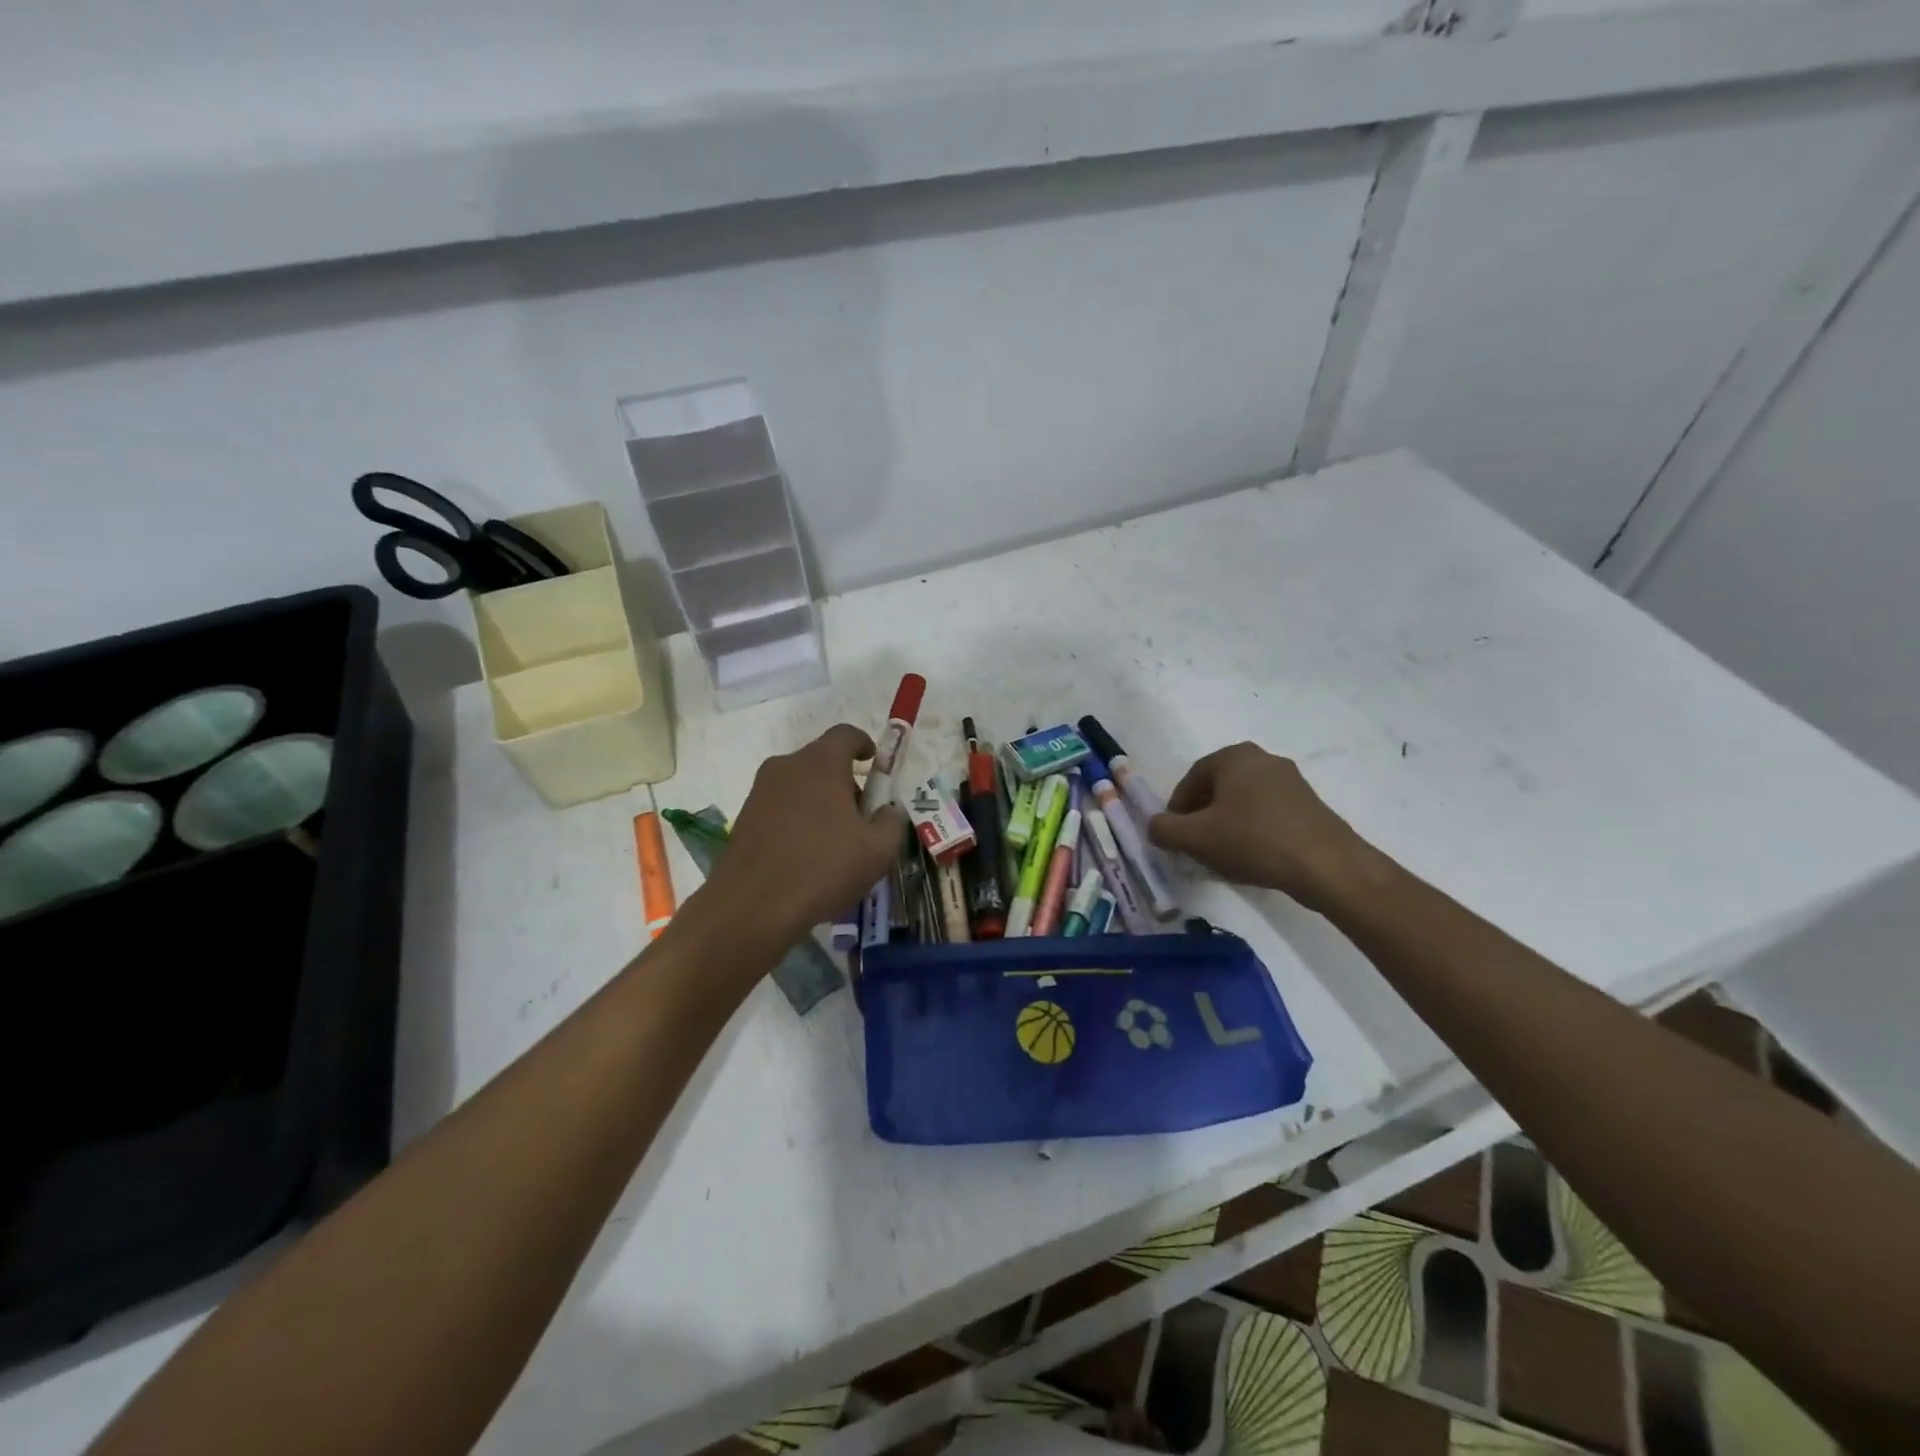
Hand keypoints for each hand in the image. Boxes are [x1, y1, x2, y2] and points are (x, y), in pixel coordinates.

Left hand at [692, 724, 908, 950]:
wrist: (752, 906)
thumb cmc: (823, 868)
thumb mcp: (878, 850)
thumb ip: (892, 822)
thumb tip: (889, 811)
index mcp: (820, 763)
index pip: (846, 734)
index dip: (864, 744)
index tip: (875, 764)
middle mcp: (786, 767)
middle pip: (822, 761)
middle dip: (845, 782)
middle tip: (862, 817)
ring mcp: (760, 792)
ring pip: (800, 785)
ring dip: (821, 802)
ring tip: (835, 843)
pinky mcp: (744, 818)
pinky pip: (781, 808)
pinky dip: (798, 821)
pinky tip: (808, 858)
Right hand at [1149, 742, 1374, 911]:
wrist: (1326, 865)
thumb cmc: (1253, 840)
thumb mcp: (1196, 838)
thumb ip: (1164, 829)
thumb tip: (1154, 826)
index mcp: (1234, 756)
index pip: (1191, 779)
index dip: (1177, 809)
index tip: (1175, 835)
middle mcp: (1263, 759)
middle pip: (1218, 788)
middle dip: (1203, 816)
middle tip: (1196, 845)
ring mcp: (1291, 780)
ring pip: (1244, 801)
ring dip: (1228, 824)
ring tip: (1224, 855)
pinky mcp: (1310, 804)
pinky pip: (1268, 813)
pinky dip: (1253, 830)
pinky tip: (1254, 856)